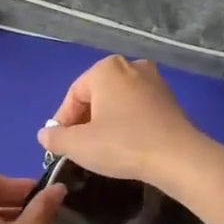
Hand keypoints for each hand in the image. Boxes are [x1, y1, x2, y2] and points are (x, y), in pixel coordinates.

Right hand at [37, 57, 212, 187]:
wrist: (178, 157)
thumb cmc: (123, 144)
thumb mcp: (79, 145)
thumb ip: (56, 137)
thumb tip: (45, 134)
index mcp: (105, 69)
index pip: (74, 95)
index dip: (64, 122)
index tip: (61, 146)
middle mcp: (130, 65)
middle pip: (96, 95)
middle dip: (85, 121)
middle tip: (81, 147)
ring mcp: (154, 80)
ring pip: (117, 101)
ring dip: (106, 122)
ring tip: (103, 148)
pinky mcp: (169, 98)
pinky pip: (137, 108)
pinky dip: (127, 123)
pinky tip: (127, 144)